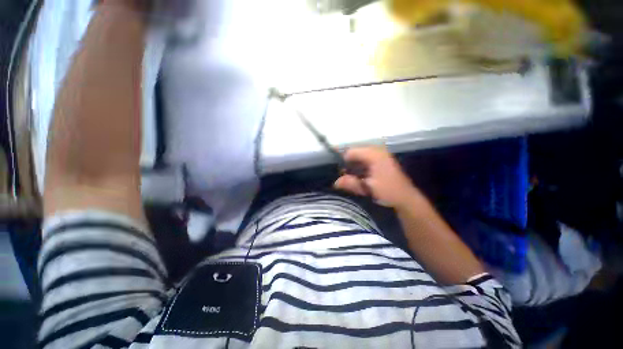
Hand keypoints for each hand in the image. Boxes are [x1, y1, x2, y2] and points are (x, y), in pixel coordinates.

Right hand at [334, 146, 422, 208]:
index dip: (342, 161)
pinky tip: (359, 178)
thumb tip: (335, 182)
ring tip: (351, 179)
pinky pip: (364, 161)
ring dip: (353, 168)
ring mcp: (379, 155)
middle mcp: (376, 151)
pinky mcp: (380, 161)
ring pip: (359, 158)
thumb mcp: (367, 188)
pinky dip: (359, 169)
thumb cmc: (388, 191)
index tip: (338, 172)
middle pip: (354, 154)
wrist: (406, 198)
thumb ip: (351, 183)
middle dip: (348, 165)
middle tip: (344, 177)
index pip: (351, 152)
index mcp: (373, 154)